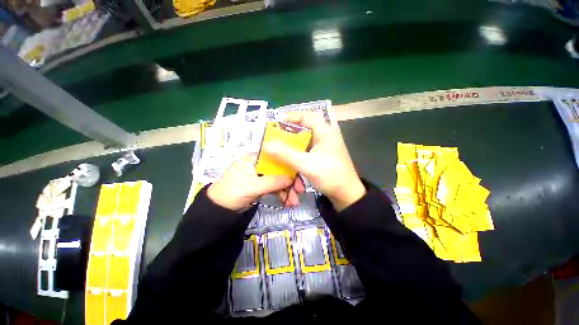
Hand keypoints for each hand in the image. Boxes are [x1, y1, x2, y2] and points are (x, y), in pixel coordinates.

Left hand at [207, 155, 292, 211]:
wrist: (218, 210)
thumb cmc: (233, 192)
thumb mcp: (253, 186)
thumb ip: (273, 182)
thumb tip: (292, 178)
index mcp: (255, 158)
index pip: (276, 157)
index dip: (289, 165)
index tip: (299, 175)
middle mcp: (259, 164)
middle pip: (279, 169)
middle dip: (289, 181)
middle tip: (299, 192)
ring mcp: (260, 175)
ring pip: (278, 179)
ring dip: (287, 190)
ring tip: (294, 202)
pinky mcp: (261, 185)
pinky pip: (274, 187)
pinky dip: (281, 194)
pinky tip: (287, 202)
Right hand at [263, 112, 365, 210]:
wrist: (346, 194)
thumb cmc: (329, 176)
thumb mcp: (306, 164)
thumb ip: (285, 154)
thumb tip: (266, 145)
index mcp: (324, 131)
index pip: (306, 116)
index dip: (290, 117)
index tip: (275, 124)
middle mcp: (325, 135)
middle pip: (304, 128)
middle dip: (289, 134)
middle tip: (276, 139)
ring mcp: (325, 146)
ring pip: (305, 141)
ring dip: (293, 146)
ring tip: (281, 150)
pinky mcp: (323, 155)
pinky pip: (307, 150)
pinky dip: (299, 154)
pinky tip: (292, 161)